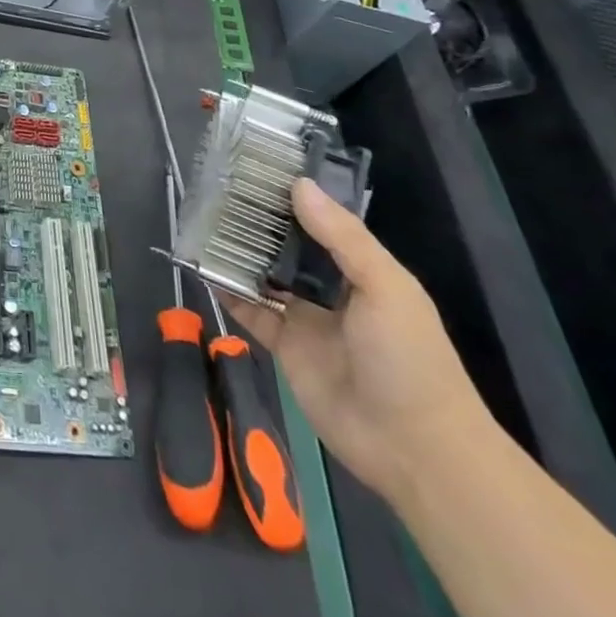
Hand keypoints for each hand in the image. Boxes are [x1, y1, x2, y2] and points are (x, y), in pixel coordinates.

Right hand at [222, 177, 489, 505]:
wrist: (414, 449)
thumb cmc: (409, 358)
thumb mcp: (385, 288)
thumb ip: (342, 237)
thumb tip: (298, 184)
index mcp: (360, 269)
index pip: (320, 221)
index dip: (290, 197)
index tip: (253, 167)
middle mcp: (330, 288)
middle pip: (287, 247)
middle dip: (257, 222)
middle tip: (216, 189)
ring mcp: (305, 318)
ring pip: (264, 275)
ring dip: (238, 253)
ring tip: (201, 221)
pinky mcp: (284, 347)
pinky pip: (251, 312)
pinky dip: (228, 292)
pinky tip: (202, 268)